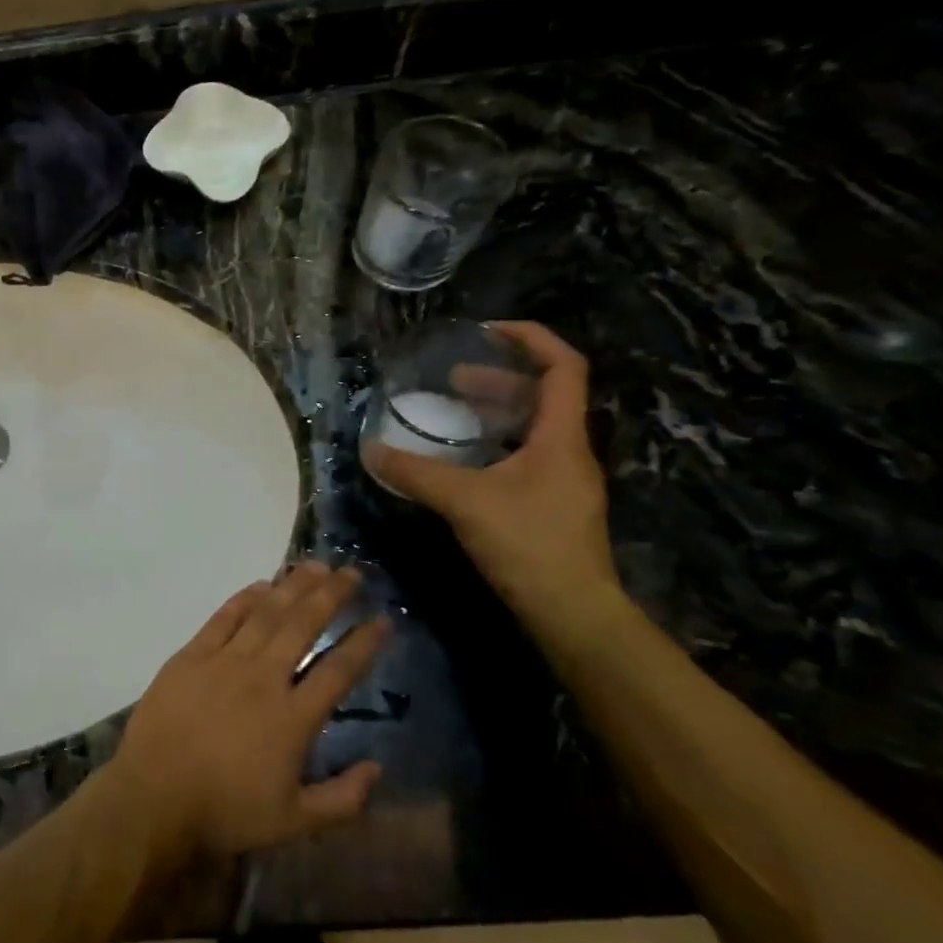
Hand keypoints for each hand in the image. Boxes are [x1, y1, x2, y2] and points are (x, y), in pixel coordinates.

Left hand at [108, 563, 386, 867]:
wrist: (155, 796)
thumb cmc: (226, 811)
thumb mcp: (295, 822)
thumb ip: (344, 799)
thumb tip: (377, 768)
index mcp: (292, 718)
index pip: (338, 671)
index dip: (363, 644)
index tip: (382, 621)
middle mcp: (263, 679)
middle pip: (302, 626)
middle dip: (330, 596)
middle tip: (352, 573)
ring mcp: (224, 662)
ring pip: (265, 614)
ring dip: (292, 587)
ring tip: (314, 565)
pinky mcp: (191, 656)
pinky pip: (222, 619)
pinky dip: (243, 599)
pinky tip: (260, 585)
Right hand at [361, 322, 619, 621]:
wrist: (572, 611)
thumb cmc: (528, 544)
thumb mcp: (464, 501)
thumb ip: (415, 473)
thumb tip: (371, 450)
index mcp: (561, 437)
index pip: (563, 367)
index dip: (531, 339)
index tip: (488, 332)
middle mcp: (570, 451)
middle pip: (544, 397)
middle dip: (500, 380)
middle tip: (453, 380)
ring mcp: (563, 481)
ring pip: (534, 430)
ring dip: (496, 414)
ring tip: (453, 413)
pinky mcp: (552, 506)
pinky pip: (525, 457)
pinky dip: (495, 446)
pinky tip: (463, 462)